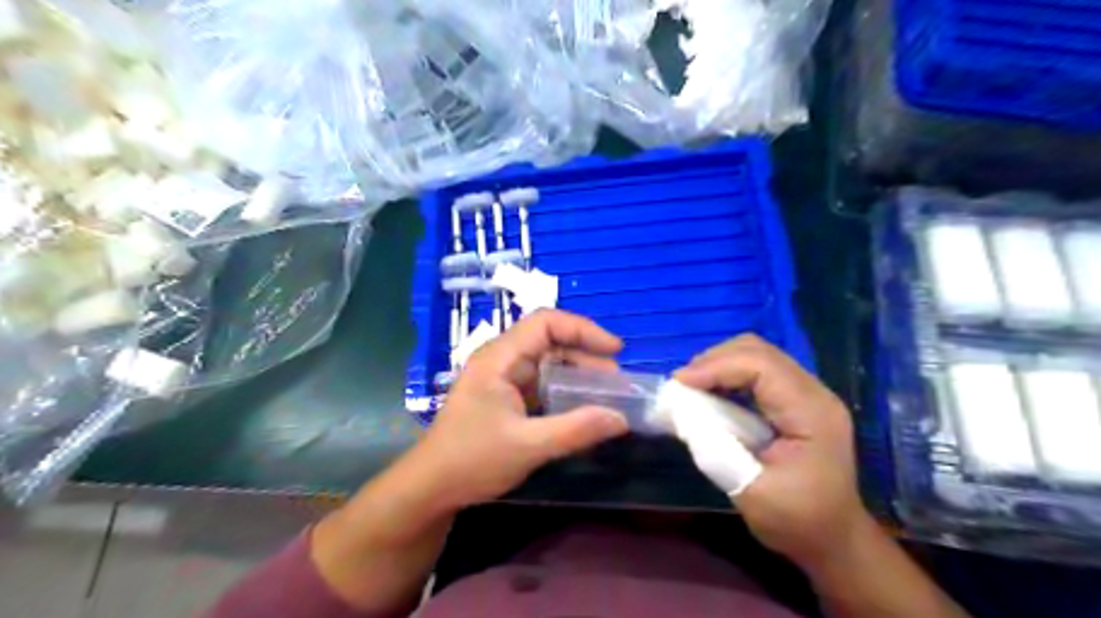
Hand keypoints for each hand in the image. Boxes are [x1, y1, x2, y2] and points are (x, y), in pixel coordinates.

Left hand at [405, 312, 626, 508]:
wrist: (431, 488)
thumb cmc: (471, 460)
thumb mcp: (528, 446)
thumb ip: (576, 430)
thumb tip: (621, 419)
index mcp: (499, 357)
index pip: (545, 323)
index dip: (583, 329)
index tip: (614, 350)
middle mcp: (502, 360)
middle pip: (550, 340)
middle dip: (586, 355)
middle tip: (616, 381)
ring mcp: (503, 378)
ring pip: (548, 362)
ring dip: (577, 374)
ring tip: (606, 394)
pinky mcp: (507, 397)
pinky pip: (542, 383)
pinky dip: (565, 391)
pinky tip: (583, 408)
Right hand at [671, 336, 869, 566]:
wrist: (834, 538)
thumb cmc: (796, 521)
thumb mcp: (752, 494)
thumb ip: (716, 452)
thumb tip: (682, 414)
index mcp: (811, 413)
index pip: (761, 366)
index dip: (716, 367)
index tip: (679, 383)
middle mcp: (814, 393)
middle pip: (759, 350)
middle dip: (715, 360)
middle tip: (683, 384)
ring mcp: (808, 393)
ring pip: (758, 354)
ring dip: (720, 364)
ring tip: (693, 386)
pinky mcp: (797, 399)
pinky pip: (759, 370)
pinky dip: (729, 373)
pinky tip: (712, 391)